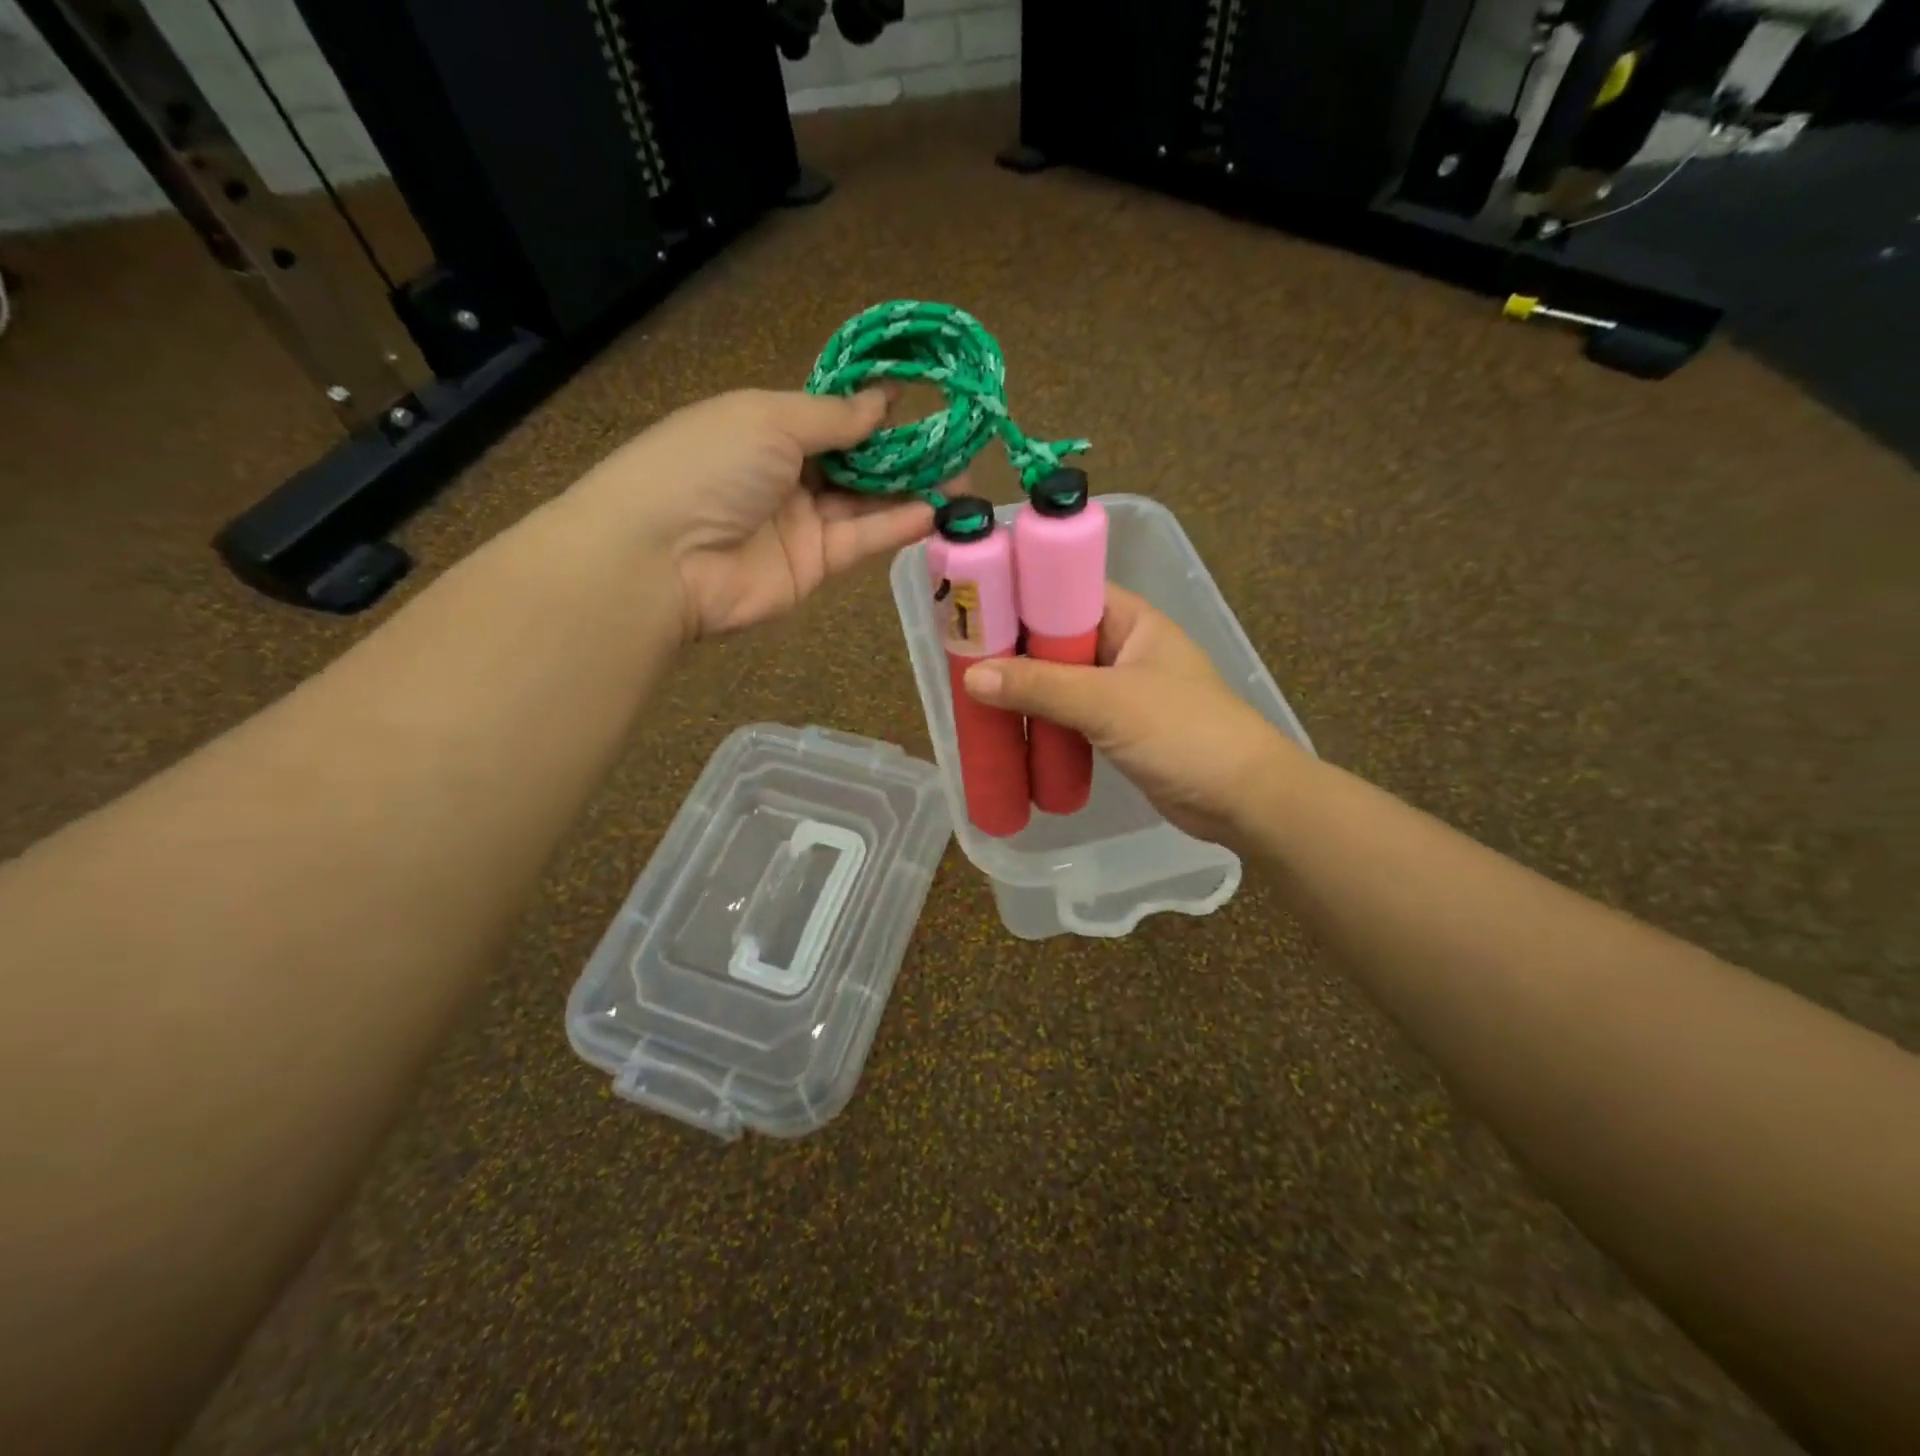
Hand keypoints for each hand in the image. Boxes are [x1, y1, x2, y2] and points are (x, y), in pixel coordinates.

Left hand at [569, 389, 937, 641]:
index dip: (874, 407)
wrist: (662, 560)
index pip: (831, 415)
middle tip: (957, 444)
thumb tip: (882, 401)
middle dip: (904, 452)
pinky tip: (936, 511)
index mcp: (765, 426)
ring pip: (866, 502)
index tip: (923, 397)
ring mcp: (802, 522)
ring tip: (962, 478)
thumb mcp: (769, 419)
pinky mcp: (815, 566)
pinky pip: (863, 539)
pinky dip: (898, 525)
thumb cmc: (709, 466)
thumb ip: (832, 416)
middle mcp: (786, 473)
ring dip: (912, 489)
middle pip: (855, 460)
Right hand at [962, 584, 1293, 846]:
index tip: (973, 606)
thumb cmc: (1185, 734)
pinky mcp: (1116, 728)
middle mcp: (1123, 647)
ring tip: (971, 693)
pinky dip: (1040, 719)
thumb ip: (1041, 688)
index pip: (1066, 588)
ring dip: (1023, 688)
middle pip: (1056, 637)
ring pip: (1059, 679)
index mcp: (1131, 620)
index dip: (1021, 592)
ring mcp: (1120, 690)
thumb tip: (971, 676)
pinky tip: (1006, 729)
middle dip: (1013, 648)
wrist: (1244, 800)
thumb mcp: (1109, 703)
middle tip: (960, 656)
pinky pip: (1067, 714)